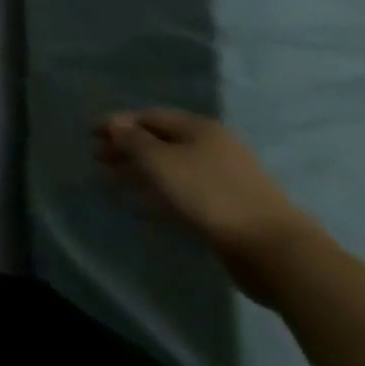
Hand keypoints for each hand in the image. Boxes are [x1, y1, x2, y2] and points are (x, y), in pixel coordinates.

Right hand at [93, 109, 324, 304]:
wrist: (273, 249)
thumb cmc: (209, 194)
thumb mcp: (160, 161)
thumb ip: (132, 140)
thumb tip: (114, 124)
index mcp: (199, 128)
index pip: (149, 116)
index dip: (118, 123)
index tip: (91, 135)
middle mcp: (212, 147)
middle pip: (160, 141)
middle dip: (127, 147)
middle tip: (98, 158)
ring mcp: (223, 178)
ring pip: (170, 167)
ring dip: (140, 170)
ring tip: (113, 179)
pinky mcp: (227, 207)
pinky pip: (183, 190)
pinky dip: (159, 191)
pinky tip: (143, 203)